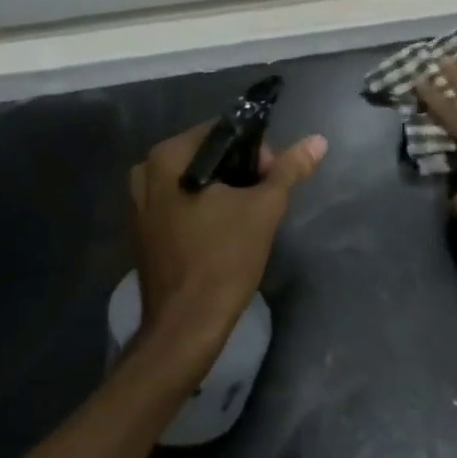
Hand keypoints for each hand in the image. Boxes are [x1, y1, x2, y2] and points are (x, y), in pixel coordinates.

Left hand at [127, 122, 327, 376]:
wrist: (186, 325)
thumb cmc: (224, 259)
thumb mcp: (264, 209)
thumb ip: (289, 170)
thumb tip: (317, 140)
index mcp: (168, 156)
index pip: (223, 132)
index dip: (256, 150)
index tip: (273, 179)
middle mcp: (146, 170)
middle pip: (207, 156)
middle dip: (240, 172)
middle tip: (264, 200)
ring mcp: (139, 202)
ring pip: (194, 180)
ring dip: (223, 191)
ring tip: (247, 217)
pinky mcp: (142, 228)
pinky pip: (179, 202)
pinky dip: (202, 208)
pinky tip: (222, 231)